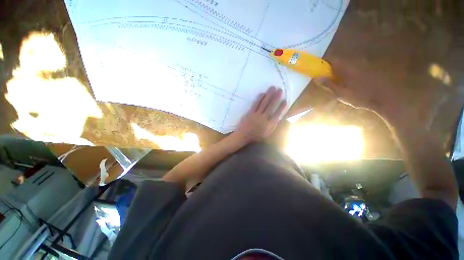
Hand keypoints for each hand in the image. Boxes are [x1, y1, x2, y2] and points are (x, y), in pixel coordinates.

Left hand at [234, 86, 286, 142]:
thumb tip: (278, 118)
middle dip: (276, 97)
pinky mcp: (250, 112)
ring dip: (268, 95)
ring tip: (272, 88)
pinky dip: (259, 98)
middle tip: (280, 89)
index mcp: (269, 125)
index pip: (277, 114)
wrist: (244, 135)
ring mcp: (256, 115)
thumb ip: (273, 126)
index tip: (285, 100)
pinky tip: (262, 93)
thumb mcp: (267, 134)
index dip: (281, 107)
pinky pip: (255, 104)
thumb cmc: (256, 136)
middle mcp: (264, 118)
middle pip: (271, 106)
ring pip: (264, 103)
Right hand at [315, 59, 408, 121]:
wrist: (385, 98)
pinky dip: (346, 73)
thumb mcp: (341, 93)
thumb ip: (328, 84)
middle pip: (337, 61)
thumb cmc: (361, 97)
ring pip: (345, 65)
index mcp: (346, 67)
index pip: (331, 59)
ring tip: (338, 84)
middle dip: (329, 69)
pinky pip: (352, 67)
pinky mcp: (367, 68)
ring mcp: (361, 64)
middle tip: (326, 80)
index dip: (322, 63)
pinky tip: (349, 83)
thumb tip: (316, 77)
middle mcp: (353, 62)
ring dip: (338, 72)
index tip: (317, 71)